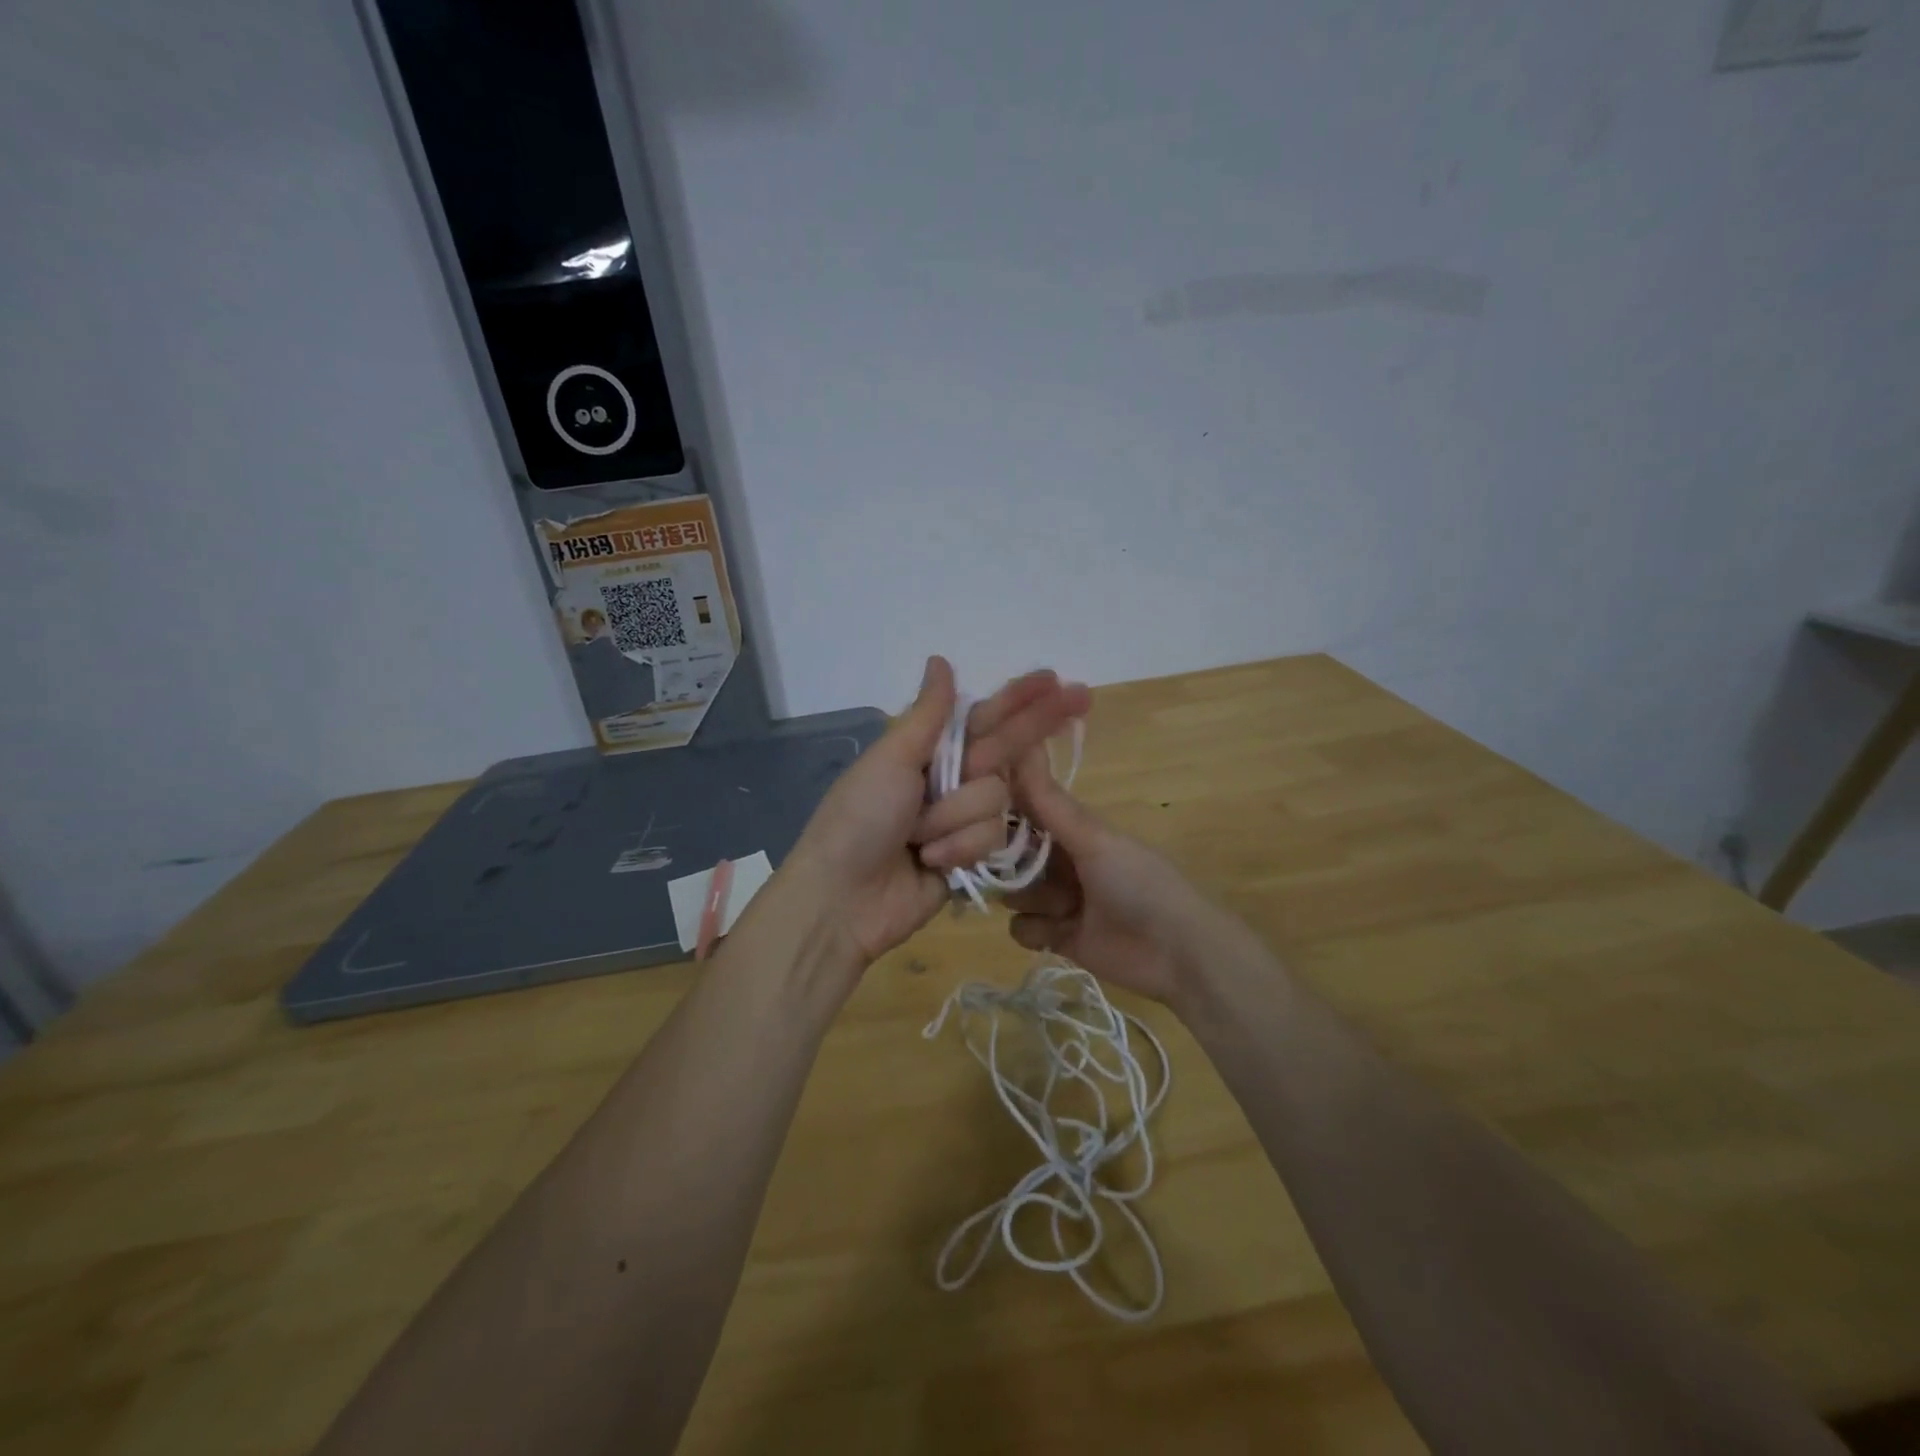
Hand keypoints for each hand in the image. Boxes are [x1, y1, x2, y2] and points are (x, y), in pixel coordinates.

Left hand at [782, 656, 1090, 980]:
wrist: (842, 899)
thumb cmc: (860, 819)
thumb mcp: (891, 759)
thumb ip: (928, 714)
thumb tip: (940, 660)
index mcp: (928, 752)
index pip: (984, 718)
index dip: (1018, 699)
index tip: (1054, 679)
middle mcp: (950, 781)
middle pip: (1007, 750)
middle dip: (1036, 726)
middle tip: (1083, 696)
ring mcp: (962, 821)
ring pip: (999, 799)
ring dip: (957, 817)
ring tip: (919, 837)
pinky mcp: (972, 858)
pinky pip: (993, 839)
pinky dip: (960, 849)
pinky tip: (932, 862)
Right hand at [1004, 752, 1230, 1005]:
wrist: (1177, 954)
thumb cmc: (1139, 884)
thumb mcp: (1093, 838)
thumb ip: (1049, 801)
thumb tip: (1020, 743)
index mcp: (1071, 829)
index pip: (1022, 810)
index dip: (997, 810)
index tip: (974, 811)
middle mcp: (1060, 860)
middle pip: (1009, 854)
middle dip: (1005, 860)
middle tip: (1010, 866)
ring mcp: (1058, 900)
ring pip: (1012, 891)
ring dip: (1026, 897)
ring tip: (1058, 906)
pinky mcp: (1056, 937)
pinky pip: (1022, 928)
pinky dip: (1036, 930)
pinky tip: (1060, 932)